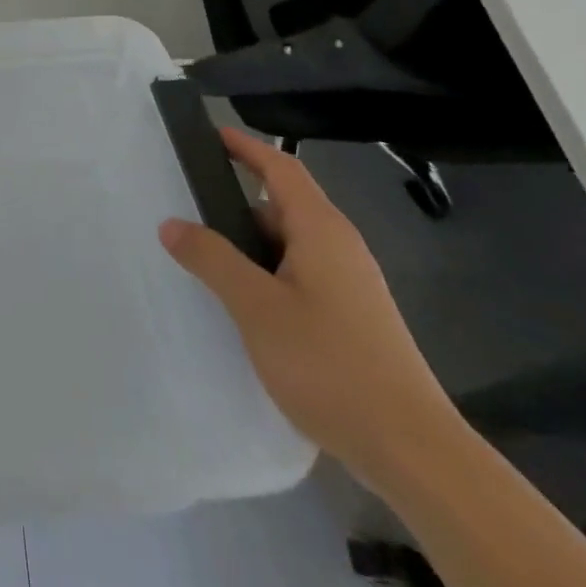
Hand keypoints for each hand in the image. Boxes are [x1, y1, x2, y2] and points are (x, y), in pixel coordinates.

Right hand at [159, 128, 459, 488]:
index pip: (281, 168)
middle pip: (281, 205)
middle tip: (186, 208)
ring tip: (203, 258)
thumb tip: (171, 223)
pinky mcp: (351, 318)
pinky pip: (298, 275)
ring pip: (289, 245)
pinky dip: (265, 273)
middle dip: (234, 203)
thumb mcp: (256, 307)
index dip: (245, 147)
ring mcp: (349, 285)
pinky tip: (241, 304)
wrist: (414, 452)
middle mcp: (340, 248)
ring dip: (247, 244)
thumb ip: (211, 259)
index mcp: (322, 231)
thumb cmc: (331, 364)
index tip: (209, 134)